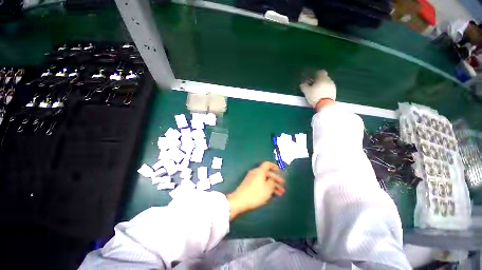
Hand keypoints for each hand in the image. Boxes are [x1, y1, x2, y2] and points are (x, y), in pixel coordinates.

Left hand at [227, 162, 285, 219]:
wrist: (239, 200)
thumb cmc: (255, 193)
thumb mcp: (267, 188)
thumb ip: (272, 182)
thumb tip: (272, 179)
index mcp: (260, 171)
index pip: (267, 164)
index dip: (274, 166)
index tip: (280, 170)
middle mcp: (255, 172)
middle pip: (267, 173)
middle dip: (276, 180)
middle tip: (283, 187)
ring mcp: (251, 178)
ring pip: (264, 180)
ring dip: (272, 186)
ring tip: (280, 194)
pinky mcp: (249, 185)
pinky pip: (260, 184)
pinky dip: (266, 187)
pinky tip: (271, 195)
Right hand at [300, 70, 336, 107]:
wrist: (325, 105)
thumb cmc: (315, 96)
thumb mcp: (306, 91)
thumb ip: (304, 86)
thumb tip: (302, 83)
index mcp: (322, 78)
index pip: (320, 72)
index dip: (316, 74)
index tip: (312, 79)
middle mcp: (329, 80)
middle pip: (324, 78)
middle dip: (319, 81)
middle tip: (313, 87)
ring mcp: (333, 86)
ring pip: (326, 83)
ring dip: (322, 86)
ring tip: (316, 92)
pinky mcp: (334, 92)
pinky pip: (329, 89)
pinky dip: (325, 91)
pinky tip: (321, 96)